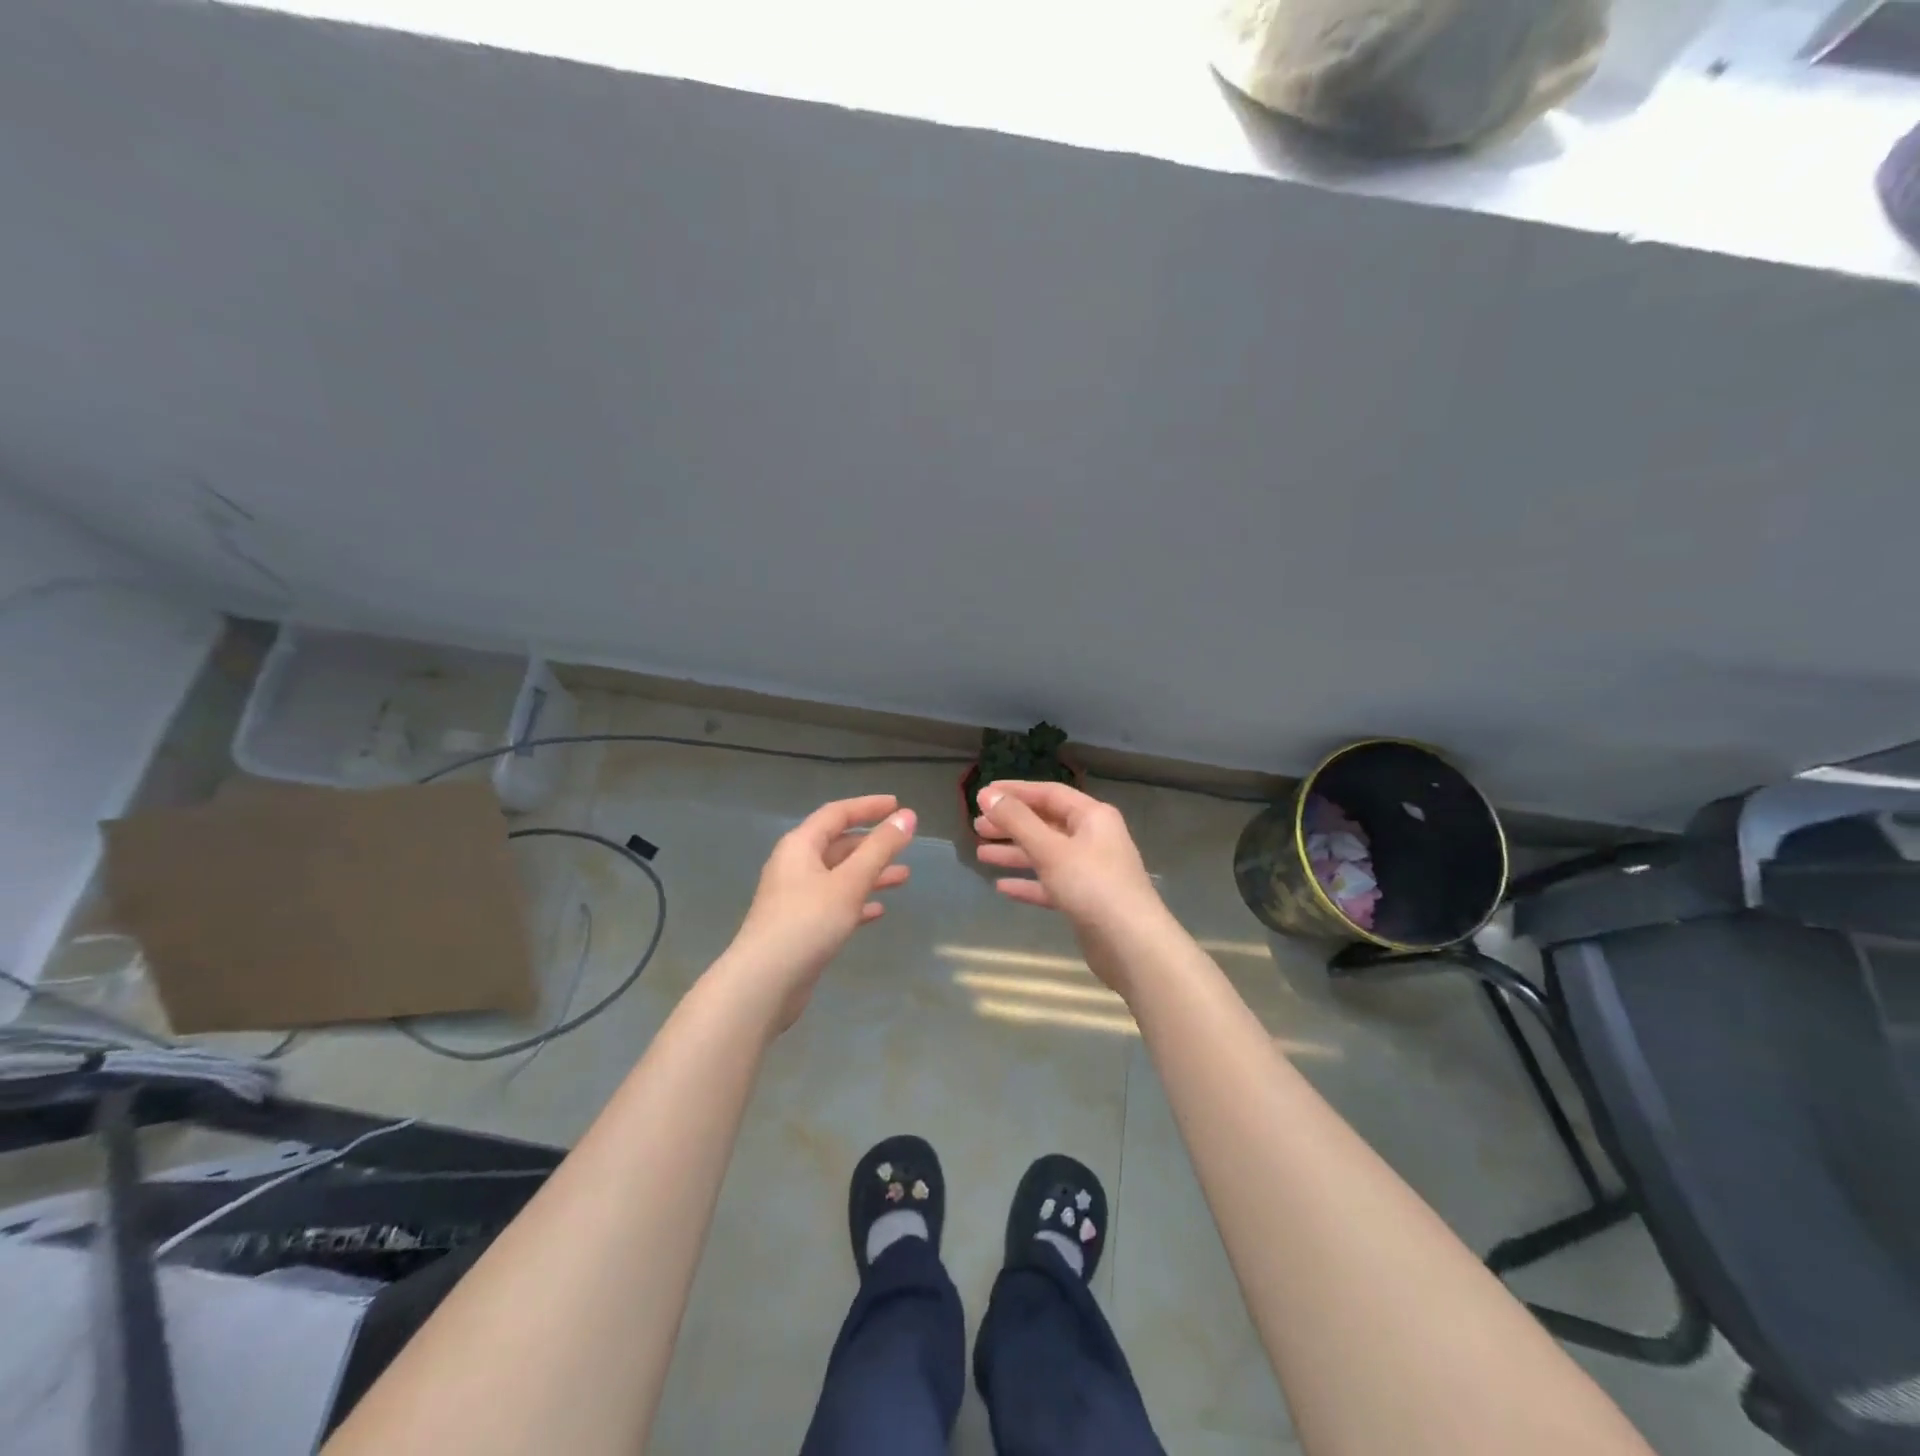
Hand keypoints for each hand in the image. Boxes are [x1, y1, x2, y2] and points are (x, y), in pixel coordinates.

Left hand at [723, 795, 915, 1027]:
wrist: (764, 984)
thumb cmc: (807, 923)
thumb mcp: (849, 882)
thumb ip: (880, 848)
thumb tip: (908, 816)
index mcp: (800, 846)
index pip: (836, 814)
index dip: (867, 806)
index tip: (897, 805)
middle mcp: (795, 866)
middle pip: (838, 845)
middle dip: (872, 844)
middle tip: (905, 844)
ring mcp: (796, 898)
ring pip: (839, 876)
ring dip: (870, 874)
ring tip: (904, 877)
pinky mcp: (800, 927)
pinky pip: (834, 904)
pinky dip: (857, 902)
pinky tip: (878, 910)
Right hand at [974, 781, 1161, 931]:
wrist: (1131, 946)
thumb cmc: (1092, 886)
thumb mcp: (1050, 848)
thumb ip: (1017, 820)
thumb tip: (987, 794)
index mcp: (1092, 817)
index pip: (1048, 793)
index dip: (1015, 792)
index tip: (982, 795)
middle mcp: (1094, 838)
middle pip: (1046, 823)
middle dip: (1011, 824)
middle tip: (977, 827)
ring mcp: (1091, 871)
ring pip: (1046, 854)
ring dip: (1015, 853)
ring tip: (981, 854)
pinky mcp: (1085, 900)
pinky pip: (1051, 884)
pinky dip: (1028, 882)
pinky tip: (1002, 887)